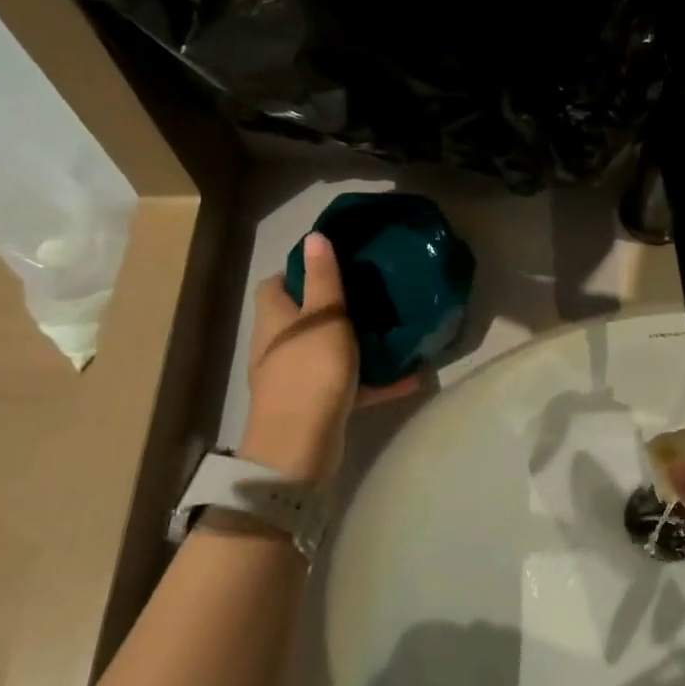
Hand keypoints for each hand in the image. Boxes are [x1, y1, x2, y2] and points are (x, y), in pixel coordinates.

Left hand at [240, 233, 419, 481]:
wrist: (299, 448)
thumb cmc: (310, 371)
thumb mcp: (323, 317)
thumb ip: (322, 278)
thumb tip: (314, 237)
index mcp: (275, 319)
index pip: (275, 284)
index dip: (300, 269)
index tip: (337, 262)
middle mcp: (280, 346)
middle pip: (303, 316)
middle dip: (335, 305)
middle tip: (374, 292)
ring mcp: (297, 378)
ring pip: (328, 350)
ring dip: (358, 342)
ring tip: (393, 329)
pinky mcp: (317, 404)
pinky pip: (349, 384)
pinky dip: (374, 380)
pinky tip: (410, 376)